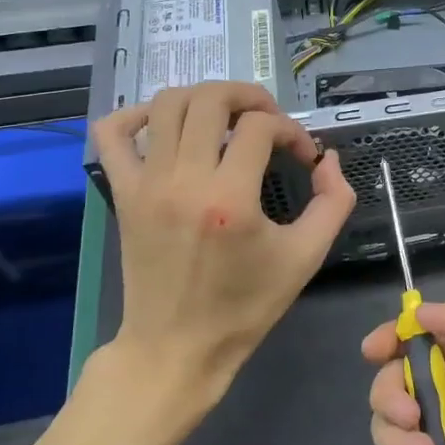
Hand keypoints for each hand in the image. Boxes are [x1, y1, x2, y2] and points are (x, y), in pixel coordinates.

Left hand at [93, 82, 354, 412]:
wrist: (177, 347)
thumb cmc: (246, 306)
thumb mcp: (307, 256)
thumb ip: (334, 201)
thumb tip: (327, 159)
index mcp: (230, 199)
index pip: (261, 127)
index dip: (292, 130)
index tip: (303, 157)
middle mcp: (183, 180)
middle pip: (211, 99)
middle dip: (250, 97)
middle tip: (270, 121)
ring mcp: (145, 184)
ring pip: (167, 103)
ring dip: (205, 98)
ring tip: (228, 118)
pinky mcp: (122, 193)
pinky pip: (111, 132)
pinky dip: (136, 113)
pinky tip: (165, 124)